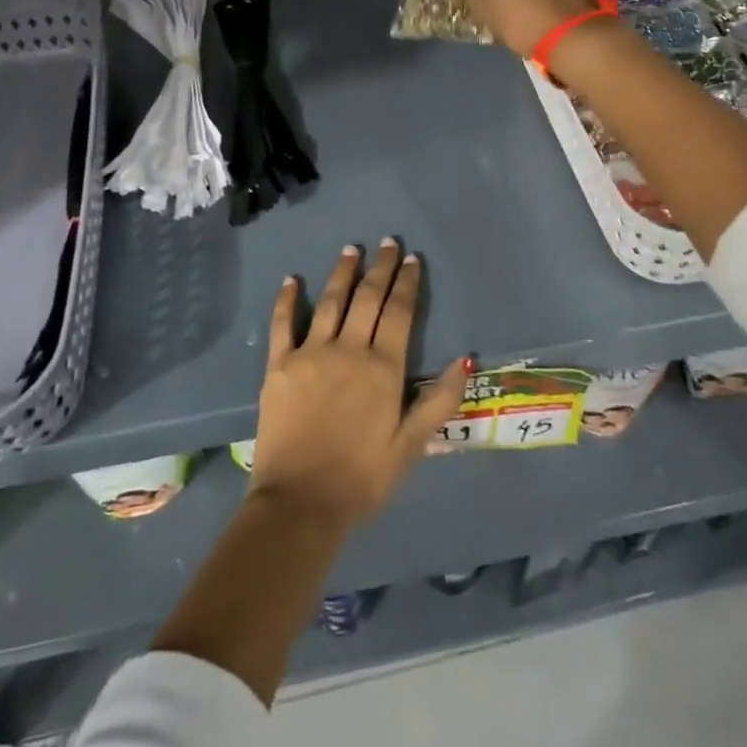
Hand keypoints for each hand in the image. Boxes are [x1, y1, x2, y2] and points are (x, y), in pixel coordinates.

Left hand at [252, 241, 469, 531]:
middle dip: (381, 268)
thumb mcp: (411, 445)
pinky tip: (292, 280)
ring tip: (351, 250)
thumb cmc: (362, 478)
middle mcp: (349, 350)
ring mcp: (311, 354)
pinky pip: (283, 324)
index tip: (412, 259)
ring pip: (331, 302)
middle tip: (387, 243)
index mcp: (384, 368)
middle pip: (368, 298)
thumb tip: (466, 358)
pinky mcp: (280, 366)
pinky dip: (288, 300)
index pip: (400, 313)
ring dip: (342, 273)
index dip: (407, 283)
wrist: (300, 503)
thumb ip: (439, 400)